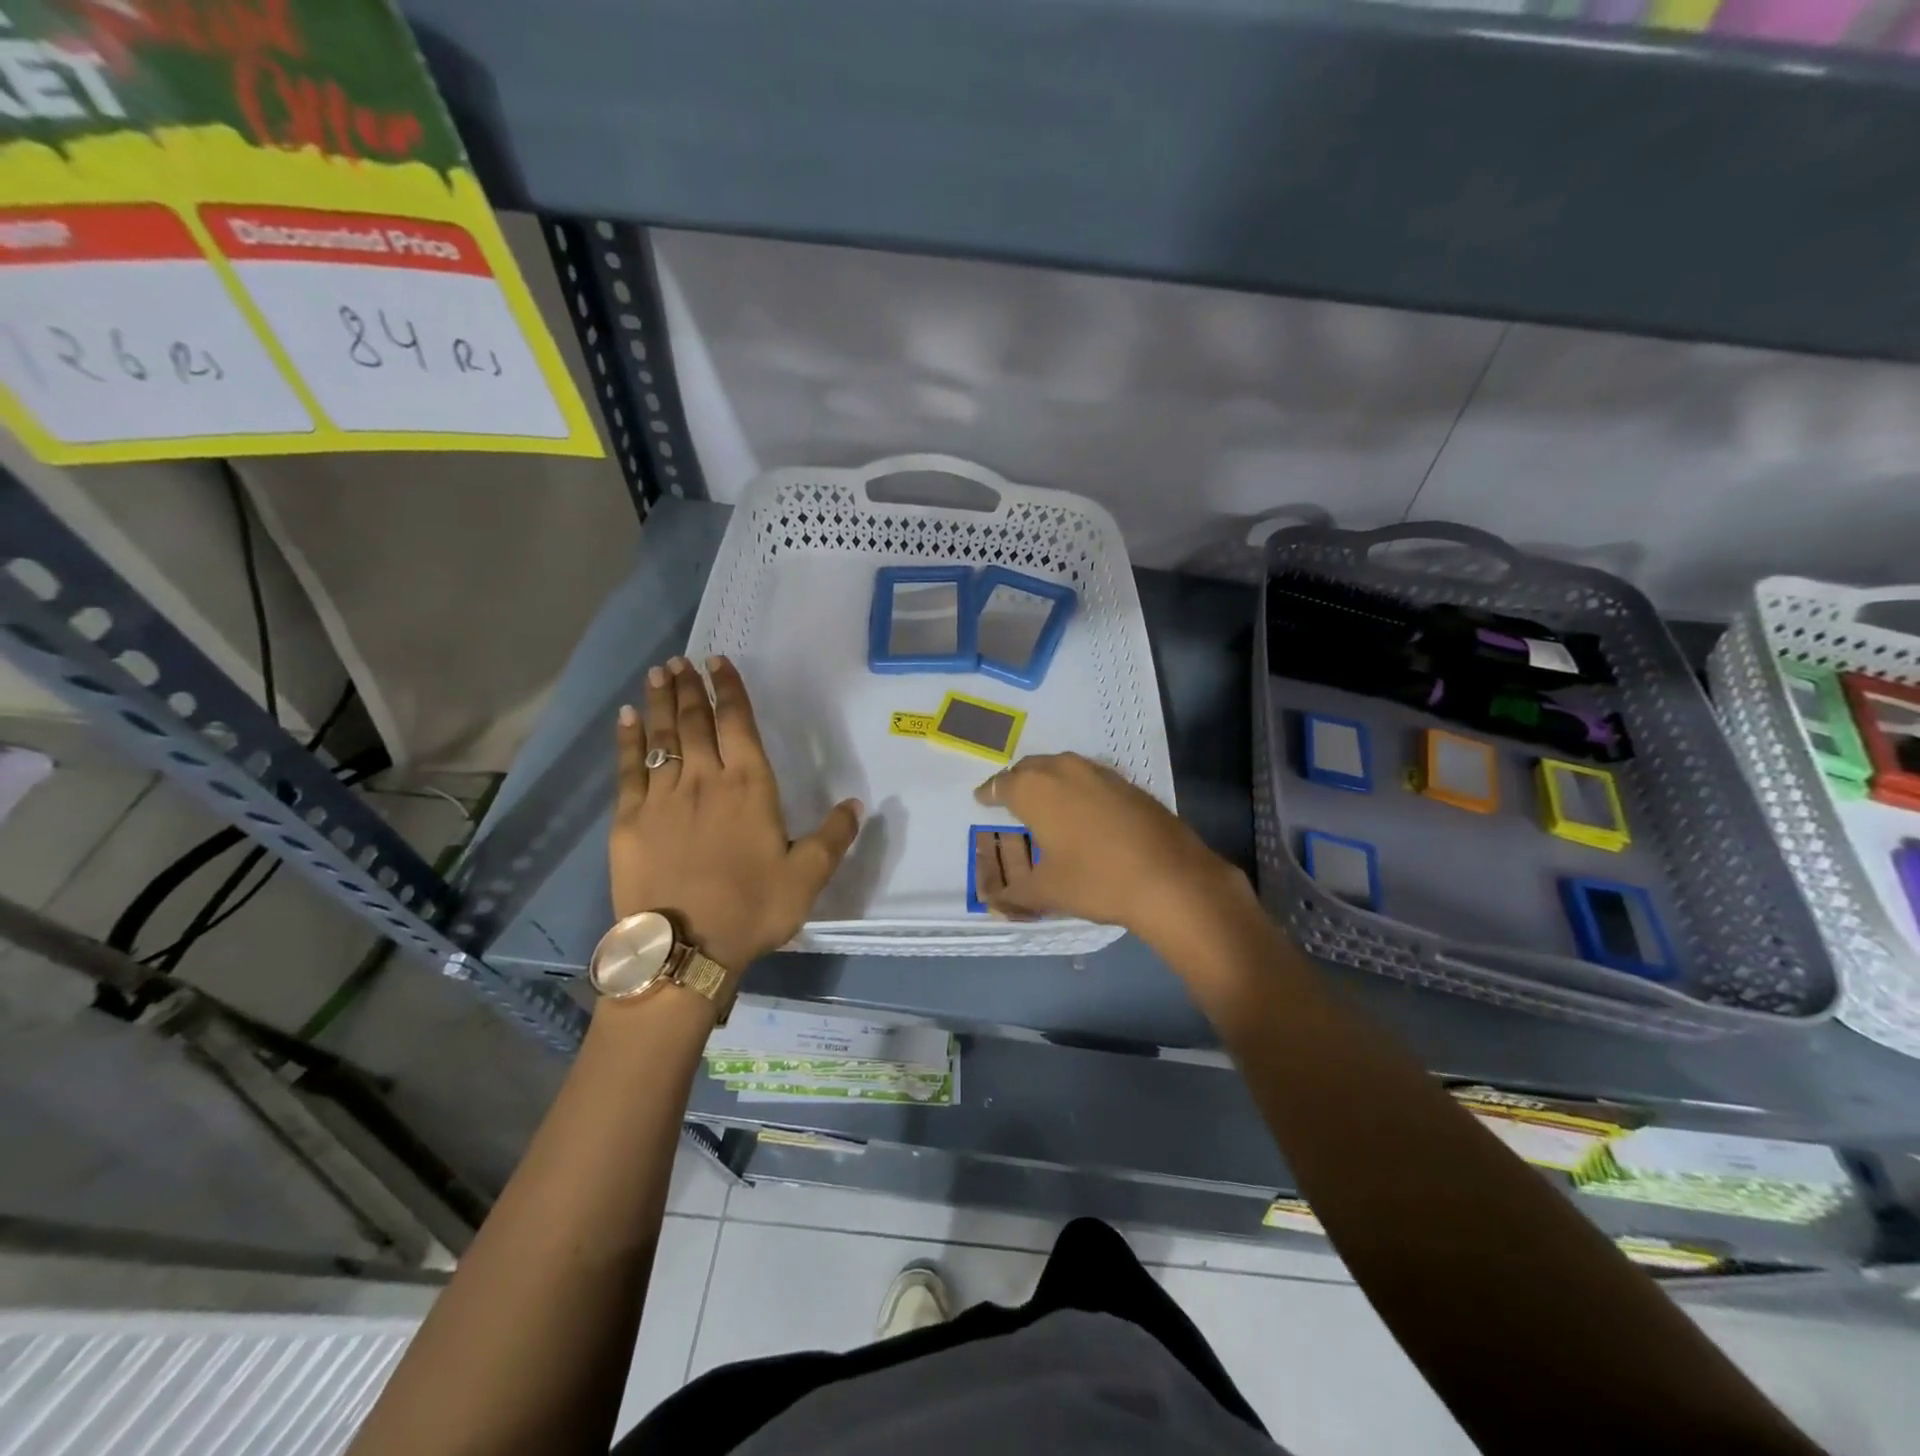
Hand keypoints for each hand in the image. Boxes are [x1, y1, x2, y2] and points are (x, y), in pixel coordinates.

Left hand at [610, 655, 861, 974]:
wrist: (684, 949)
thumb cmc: (752, 909)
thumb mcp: (808, 877)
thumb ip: (834, 837)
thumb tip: (855, 804)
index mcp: (750, 786)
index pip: (738, 723)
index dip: (729, 689)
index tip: (719, 662)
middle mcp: (704, 779)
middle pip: (695, 721)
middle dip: (690, 687)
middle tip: (681, 661)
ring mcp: (662, 797)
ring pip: (662, 737)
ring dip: (661, 702)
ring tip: (658, 674)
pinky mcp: (629, 819)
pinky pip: (628, 768)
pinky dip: (627, 740)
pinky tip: (626, 719)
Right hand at [971, 752, 1250, 948]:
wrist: (1172, 879)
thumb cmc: (1097, 880)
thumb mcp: (1049, 892)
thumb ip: (1016, 894)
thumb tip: (995, 902)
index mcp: (1036, 790)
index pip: (1002, 784)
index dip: (989, 792)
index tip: (982, 798)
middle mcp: (1065, 771)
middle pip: (1032, 767)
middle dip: (1018, 780)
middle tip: (1011, 798)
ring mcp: (1102, 774)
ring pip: (1064, 767)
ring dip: (1050, 779)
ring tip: (1046, 800)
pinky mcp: (1130, 785)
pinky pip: (1092, 778)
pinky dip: (1079, 787)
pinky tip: (1084, 809)